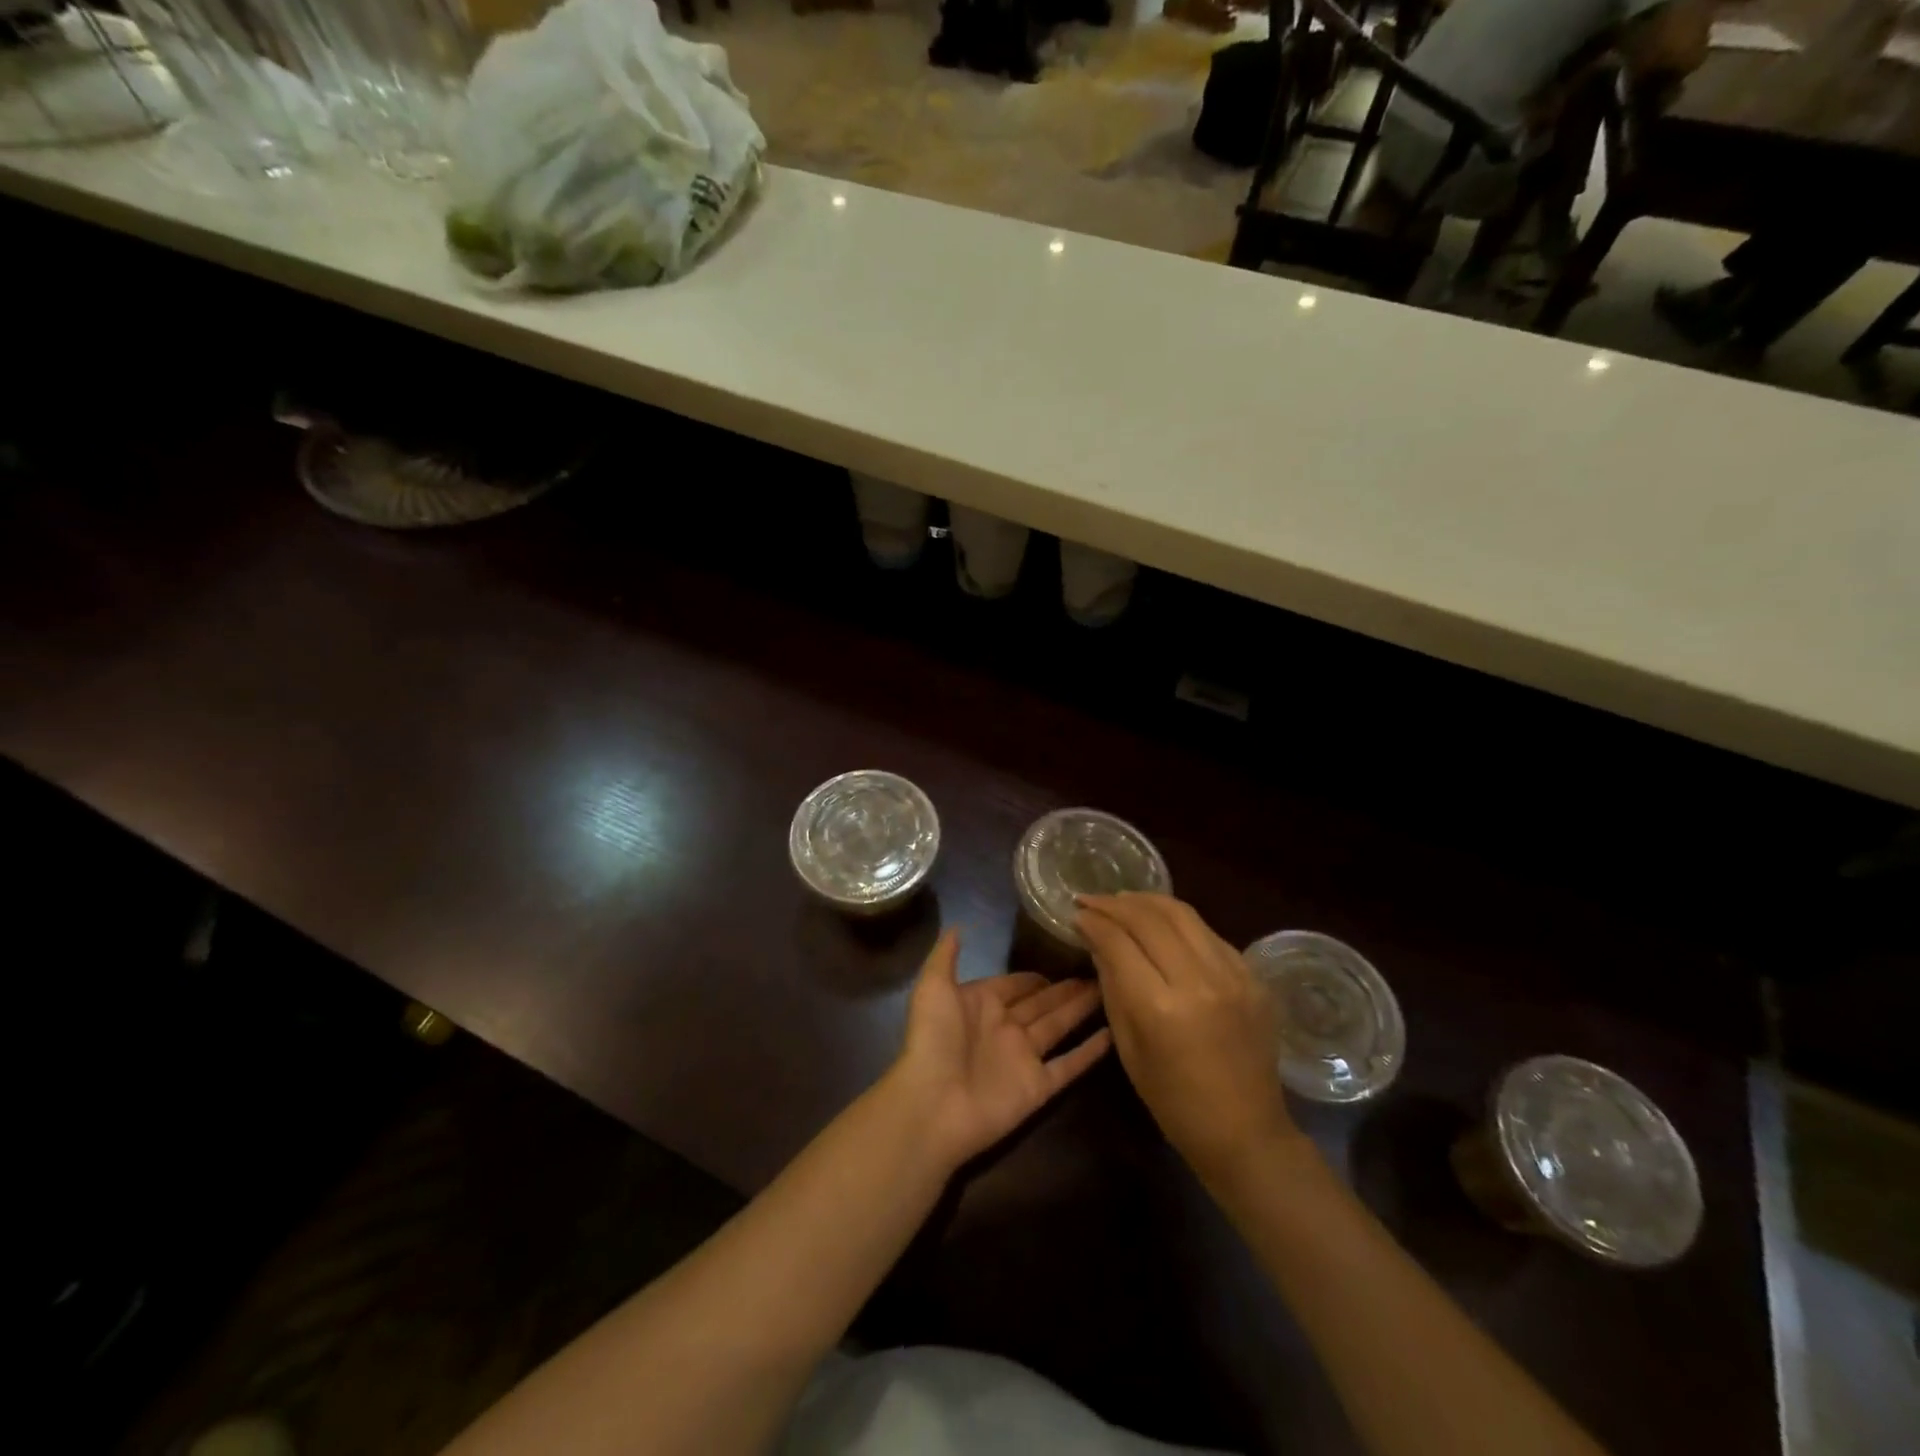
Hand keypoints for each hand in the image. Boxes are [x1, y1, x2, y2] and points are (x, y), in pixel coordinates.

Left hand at [887, 930, 1111, 1169]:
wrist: (933, 1103)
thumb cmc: (933, 1039)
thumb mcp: (933, 987)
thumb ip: (946, 955)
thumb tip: (958, 925)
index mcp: (982, 1003)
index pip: (1017, 983)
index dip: (1038, 974)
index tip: (1067, 955)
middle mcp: (1006, 1027)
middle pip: (1043, 1003)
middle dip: (1067, 988)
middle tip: (1101, 969)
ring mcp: (1024, 1058)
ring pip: (1059, 1027)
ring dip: (1082, 1010)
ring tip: (1110, 990)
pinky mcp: (1038, 1086)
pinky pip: (1069, 1065)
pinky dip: (1090, 1051)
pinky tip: (1114, 1033)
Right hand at [1076, 893, 1306, 1188]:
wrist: (1246, 1131)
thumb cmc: (1173, 1101)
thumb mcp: (1128, 1046)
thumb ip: (1112, 986)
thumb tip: (1097, 941)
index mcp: (1160, 1007)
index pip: (1118, 942)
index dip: (1093, 922)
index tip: (1077, 913)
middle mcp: (1198, 981)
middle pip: (1149, 918)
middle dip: (1115, 904)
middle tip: (1092, 900)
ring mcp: (1232, 975)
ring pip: (1182, 914)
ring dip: (1147, 901)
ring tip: (1123, 900)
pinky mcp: (1253, 976)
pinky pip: (1208, 932)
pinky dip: (1179, 922)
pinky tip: (1162, 924)